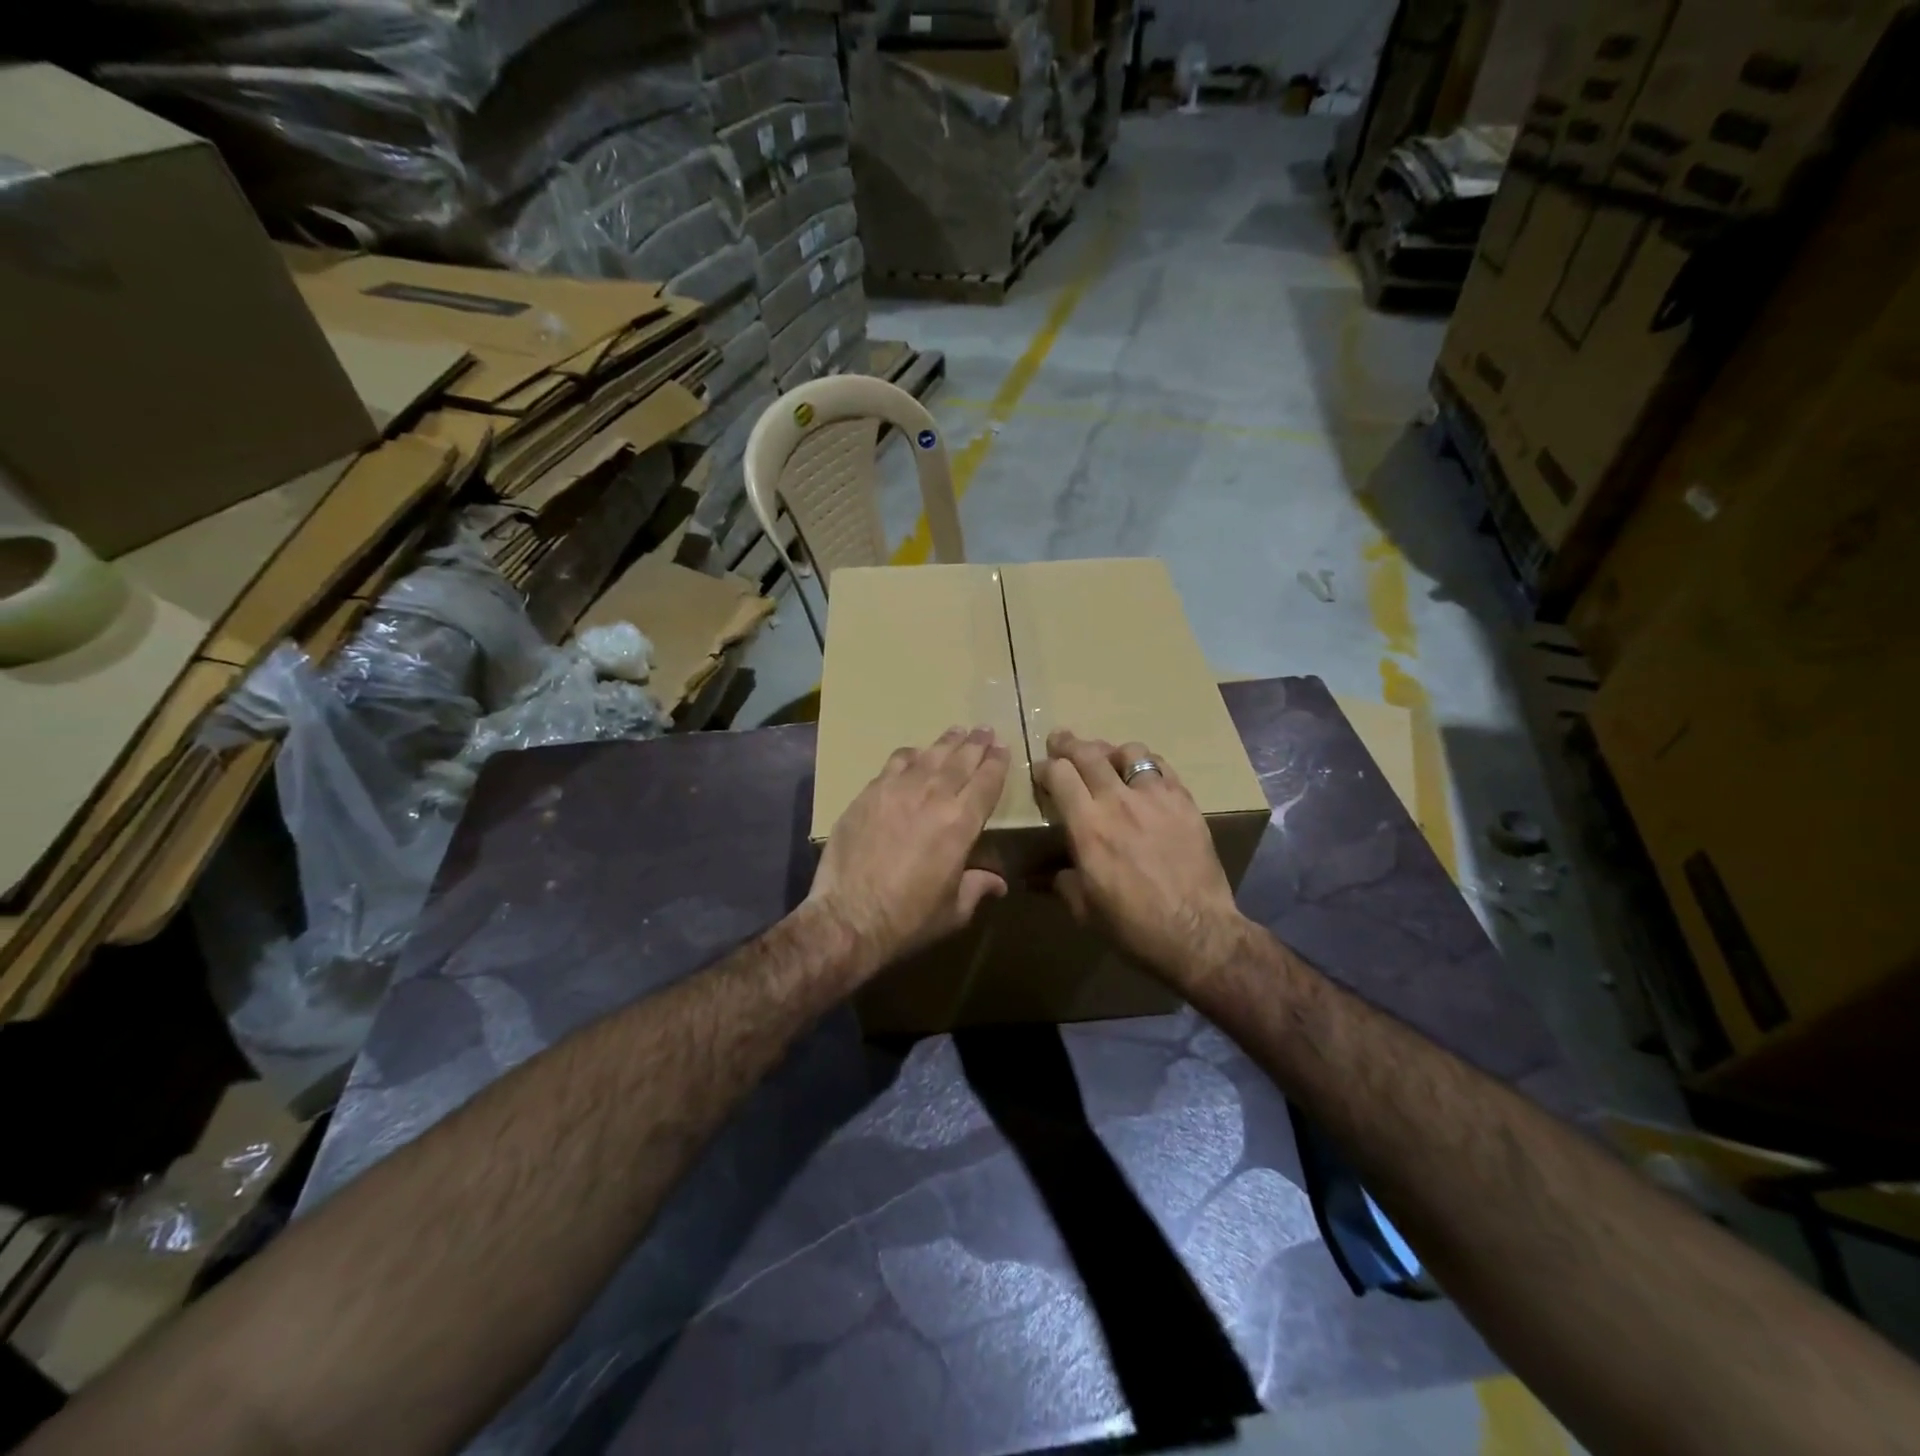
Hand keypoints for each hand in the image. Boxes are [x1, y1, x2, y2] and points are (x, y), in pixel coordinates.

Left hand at [809, 726, 1010, 969]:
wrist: (849, 916)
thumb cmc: (909, 919)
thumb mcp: (954, 910)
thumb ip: (977, 887)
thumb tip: (998, 882)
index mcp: (961, 823)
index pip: (986, 782)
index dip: (997, 763)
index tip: (1003, 748)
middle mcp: (933, 797)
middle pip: (960, 761)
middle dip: (976, 744)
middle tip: (985, 730)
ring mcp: (897, 791)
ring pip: (929, 756)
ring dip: (946, 743)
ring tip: (957, 732)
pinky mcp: (869, 794)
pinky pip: (895, 763)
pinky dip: (910, 755)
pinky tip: (914, 754)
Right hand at [1035, 730, 1251, 986]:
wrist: (1196, 932)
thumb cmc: (1133, 926)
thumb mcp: (1084, 909)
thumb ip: (1059, 882)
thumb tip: (1034, 877)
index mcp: (1087, 826)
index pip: (1059, 775)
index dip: (1045, 767)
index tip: (1040, 770)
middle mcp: (1118, 801)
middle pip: (1088, 754)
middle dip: (1069, 744)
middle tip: (1060, 740)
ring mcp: (1155, 798)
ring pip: (1128, 751)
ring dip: (1110, 750)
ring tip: (1106, 757)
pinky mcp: (1184, 802)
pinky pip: (1161, 767)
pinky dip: (1146, 763)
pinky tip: (1143, 773)